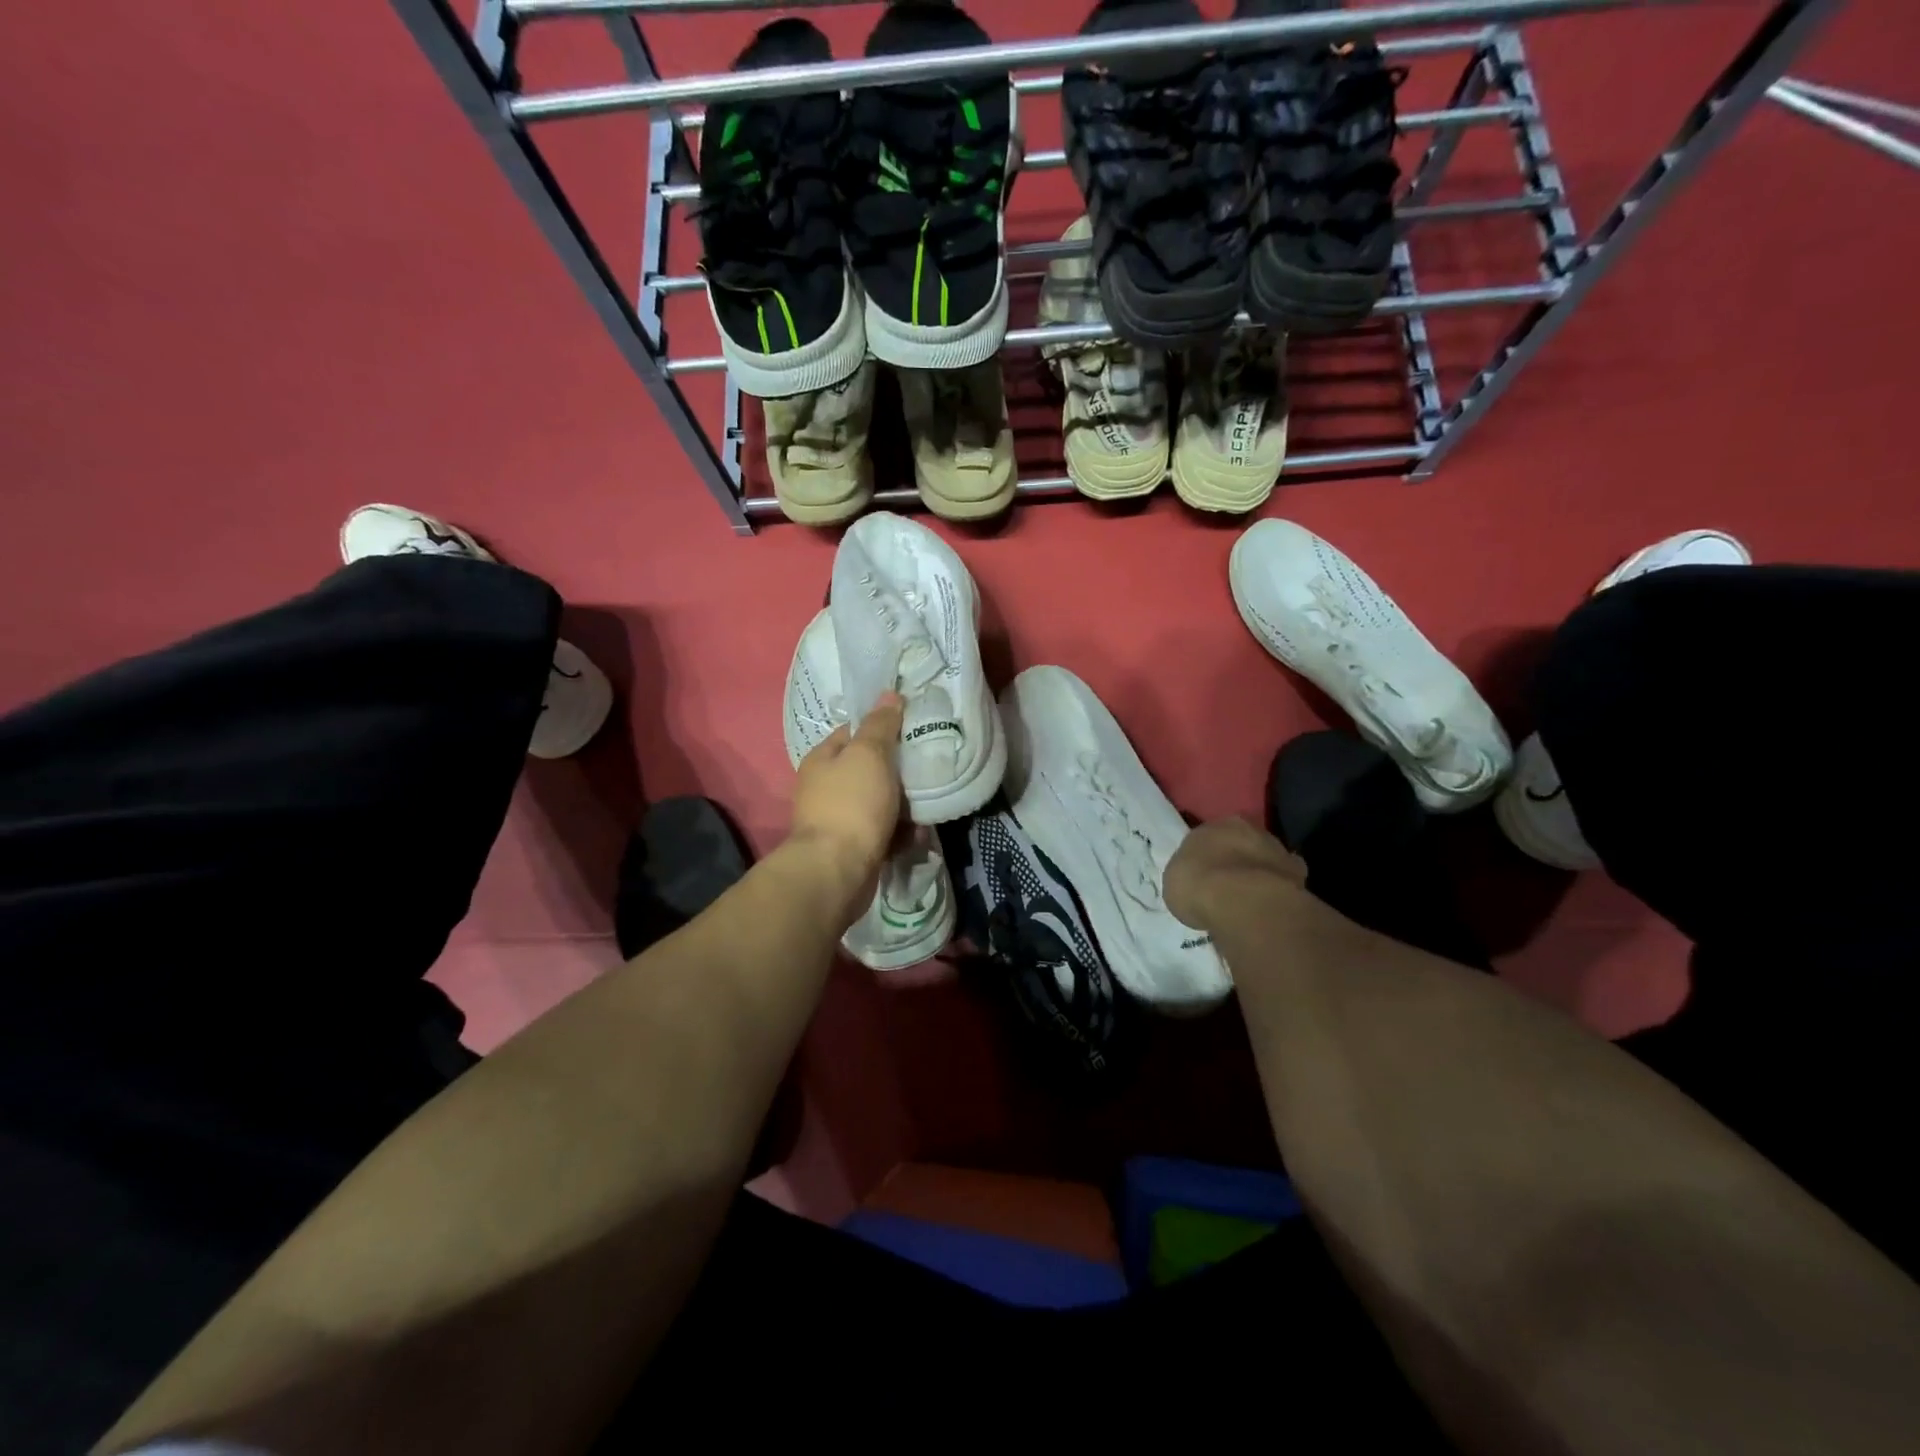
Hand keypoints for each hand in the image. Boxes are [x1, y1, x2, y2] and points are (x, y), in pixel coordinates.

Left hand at [788, 693, 905, 923]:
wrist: (837, 870)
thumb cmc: (852, 804)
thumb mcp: (869, 754)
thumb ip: (880, 725)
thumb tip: (889, 694)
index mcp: (822, 759)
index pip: (853, 733)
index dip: (882, 729)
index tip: (911, 731)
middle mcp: (824, 787)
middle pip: (869, 770)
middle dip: (898, 773)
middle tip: (925, 770)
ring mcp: (837, 820)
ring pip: (879, 803)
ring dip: (904, 807)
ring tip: (927, 808)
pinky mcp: (851, 848)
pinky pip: (882, 833)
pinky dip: (899, 834)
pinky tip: (916, 836)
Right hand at [1164, 818, 1307, 930]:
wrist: (1242, 902)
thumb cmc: (1198, 884)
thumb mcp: (1176, 879)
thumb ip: (1190, 873)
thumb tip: (1199, 882)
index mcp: (1219, 823)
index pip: (1211, 835)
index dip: (1207, 855)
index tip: (1203, 873)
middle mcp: (1251, 829)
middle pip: (1242, 844)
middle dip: (1236, 861)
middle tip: (1226, 886)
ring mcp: (1278, 850)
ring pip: (1265, 861)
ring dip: (1259, 875)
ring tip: (1248, 901)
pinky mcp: (1299, 875)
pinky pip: (1283, 883)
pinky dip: (1277, 893)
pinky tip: (1267, 909)